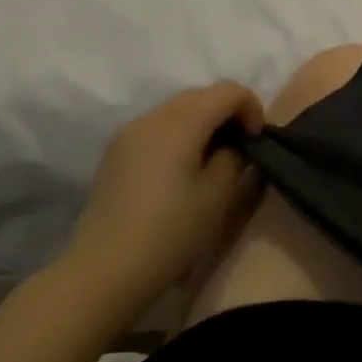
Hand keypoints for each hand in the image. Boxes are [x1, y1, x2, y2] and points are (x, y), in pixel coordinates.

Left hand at [62, 83, 264, 307]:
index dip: (251, 107)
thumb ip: (233, 158)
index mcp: (180, 124)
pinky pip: (157, 126)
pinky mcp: (116, 151)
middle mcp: (152, 118)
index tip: (256, 140)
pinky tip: (182, 166)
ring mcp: (128, 133)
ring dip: (202, 120)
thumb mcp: (216, 197)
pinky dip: (179, 132)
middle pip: (201, 95)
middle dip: (227, 110)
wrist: (104, 270)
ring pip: (177, 108)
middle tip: (241, 145)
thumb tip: (232, 145)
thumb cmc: (169, 234)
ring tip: (212, 156)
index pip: (227, 91)